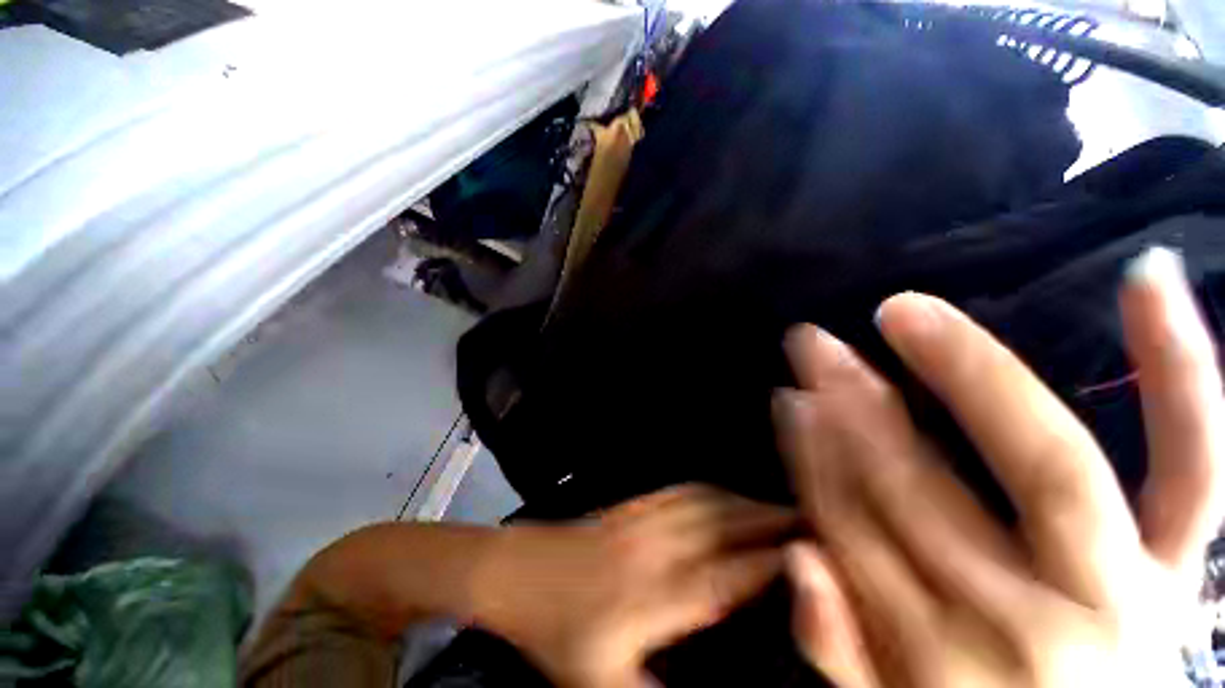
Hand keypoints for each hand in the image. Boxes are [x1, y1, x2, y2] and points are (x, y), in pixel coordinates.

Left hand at [472, 484, 795, 687]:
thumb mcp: (598, 686)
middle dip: (771, 522)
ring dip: (747, 502)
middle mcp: (657, 546)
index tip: (810, 556)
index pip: (728, 576)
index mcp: (654, 595)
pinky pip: (683, 490)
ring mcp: (644, 517)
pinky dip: (714, 490)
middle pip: (725, 526)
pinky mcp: (634, 504)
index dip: (772, 565)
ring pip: (707, 501)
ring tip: (780, 507)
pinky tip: (728, 494)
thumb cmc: (557, 632)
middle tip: (811, 523)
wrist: (518, 572)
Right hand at [774, 247, 1223, 686]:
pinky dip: (1183, 369)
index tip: (789, 396)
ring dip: (966, 374)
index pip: (852, 521)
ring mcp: (1123, 582)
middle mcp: (1029, 612)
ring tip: (905, 312)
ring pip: (1044, 462)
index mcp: (942, 652)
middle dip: (854, 403)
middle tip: (815, 345)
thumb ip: (840, 657)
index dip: (812, 451)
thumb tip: (799, 561)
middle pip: (922, 485)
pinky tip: (1147, 277)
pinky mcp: (1180, 563)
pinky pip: (1197, 463)